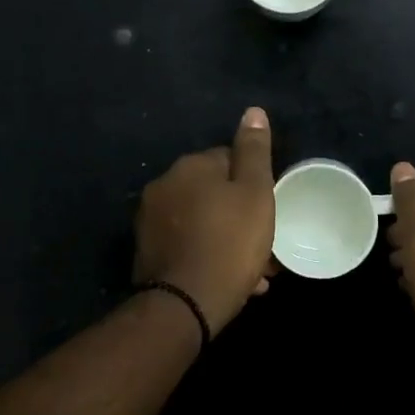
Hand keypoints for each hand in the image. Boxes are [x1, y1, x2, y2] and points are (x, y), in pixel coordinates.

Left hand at [134, 108, 276, 337]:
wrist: (185, 303)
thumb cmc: (230, 242)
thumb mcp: (255, 193)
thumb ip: (254, 151)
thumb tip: (253, 111)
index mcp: (190, 166)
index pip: (228, 159)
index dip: (253, 184)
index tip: (268, 209)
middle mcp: (163, 186)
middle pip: (212, 192)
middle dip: (237, 214)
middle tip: (262, 243)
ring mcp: (150, 220)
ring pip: (200, 221)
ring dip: (224, 237)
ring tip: (250, 269)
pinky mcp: (146, 251)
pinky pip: (186, 244)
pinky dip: (205, 255)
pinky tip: (226, 279)